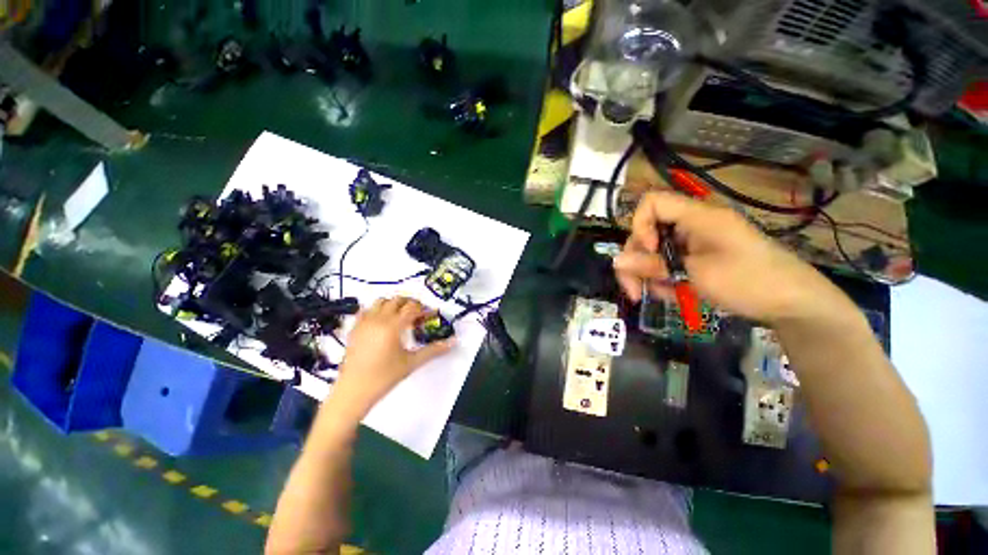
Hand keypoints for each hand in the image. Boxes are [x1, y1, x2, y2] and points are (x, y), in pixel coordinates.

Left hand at [332, 297, 453, 415]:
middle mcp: (378, 319)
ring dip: (394, 304)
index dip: (424, 309)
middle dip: (410, 304)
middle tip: (418, 315)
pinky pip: (366, 310)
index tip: (431, 315)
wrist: (354, 390)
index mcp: (393, 326)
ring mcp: (364, 322)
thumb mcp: (412, 363)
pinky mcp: (355, 328)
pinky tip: (382, 322)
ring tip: (401, 316)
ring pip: (381, 301)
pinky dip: (377, 310)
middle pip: (397, 300)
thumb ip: (434, 350)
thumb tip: (453, 342)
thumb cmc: (384, 377)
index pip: (412, 307)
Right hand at [613, 192, 848, 323]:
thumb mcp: (695, 275)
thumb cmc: (749, 282)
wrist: (792, 304)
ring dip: (648, 275)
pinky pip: (669, 263)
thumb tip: (616, 261)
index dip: (639, 226)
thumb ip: (653, 266)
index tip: (649, 251)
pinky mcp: (699, 256)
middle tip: (634, 290)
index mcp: (697, 216)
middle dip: (636, 261)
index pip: (652, 203)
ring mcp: (695, 241)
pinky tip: (671, 295)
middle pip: (647, 233)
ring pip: (655, 252)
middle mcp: (692, 224)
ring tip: (656, 297)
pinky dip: (664, 280)